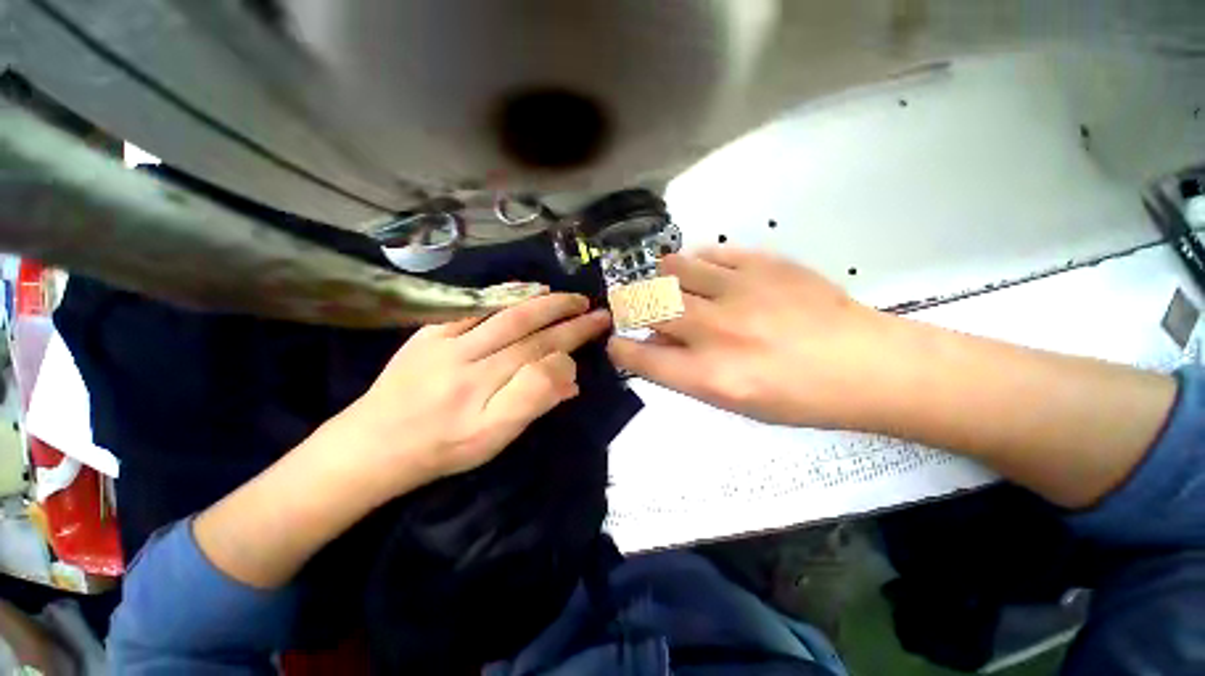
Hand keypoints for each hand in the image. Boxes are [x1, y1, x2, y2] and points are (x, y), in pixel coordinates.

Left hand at [325, 292, 611, 490]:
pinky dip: (504, 296)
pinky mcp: (428, 332)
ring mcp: (445, 344)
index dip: (571, 344)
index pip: (541, 362)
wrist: (374, 444)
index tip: (594, 331)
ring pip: (504, 315)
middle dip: (567, 317)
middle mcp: (468, 365)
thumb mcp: (494, 440)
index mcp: (485, 398)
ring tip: (568, 298)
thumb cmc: (442, 448)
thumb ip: (533, 403)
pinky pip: (473, 307)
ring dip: (542, 302)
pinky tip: (524, 291)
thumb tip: (569, 375)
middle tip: (593, 308)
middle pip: (528, 333)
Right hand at [608, 248, 886, 427]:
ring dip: (661, 278)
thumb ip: (685, 372)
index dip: (619, 347)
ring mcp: (738, 292)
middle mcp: (714, 331)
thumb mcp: (734, 401)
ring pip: (673, 269)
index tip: (617, 341)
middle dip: (629, 304)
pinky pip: (709, 253)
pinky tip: (702, 271)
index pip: (639, 355)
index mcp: (708, 376)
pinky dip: (696, 262)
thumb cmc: (798, 397)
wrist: (865, 365)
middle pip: (648, 305)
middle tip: (633, 304)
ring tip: (669, 284)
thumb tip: (657, 341)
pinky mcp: (762, 264)